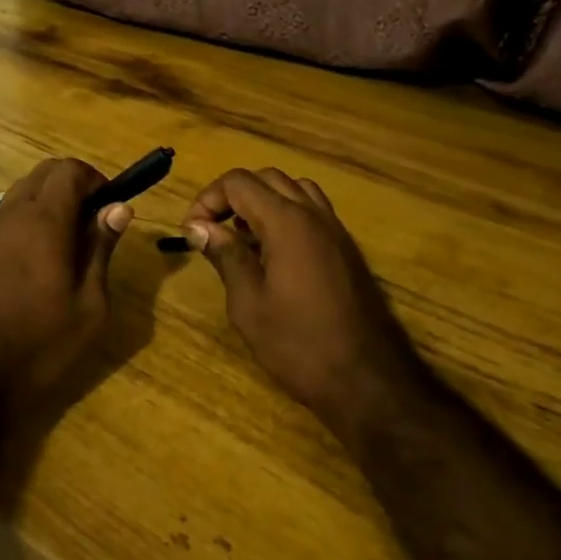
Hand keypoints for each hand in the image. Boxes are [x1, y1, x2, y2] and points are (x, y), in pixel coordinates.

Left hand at [0, 158, 130, 408]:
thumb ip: (101, 248)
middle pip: (44, 172)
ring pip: (23, 189)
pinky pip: (7, 213)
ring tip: (70, 240)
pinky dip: (30, 215)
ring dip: (50, 198)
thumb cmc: (40, 344)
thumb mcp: (89, 305)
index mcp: (44, 221)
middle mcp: (13, 215)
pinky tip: (41, 256)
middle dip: (74, 183)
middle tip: (94, 220)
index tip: (110, 206)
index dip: (95, 178)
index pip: (69, 170)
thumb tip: (119, 208)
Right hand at [182, 168, 422, 440]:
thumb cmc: (299, 345)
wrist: (368, 381)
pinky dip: (287, 215)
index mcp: (286, 222)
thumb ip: (225, 256)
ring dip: (263, 201)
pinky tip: (274, 254)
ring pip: (294, 189)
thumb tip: (198, 227)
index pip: (238, 183)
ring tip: (243, 237)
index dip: (207, 199)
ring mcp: (335, 230)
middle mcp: (313, 214)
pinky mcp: (346, 249)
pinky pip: (312, 211)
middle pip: (266, 178)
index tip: (192, 232)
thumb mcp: (249, 304)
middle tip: (212, 230)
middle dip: (233, 195)